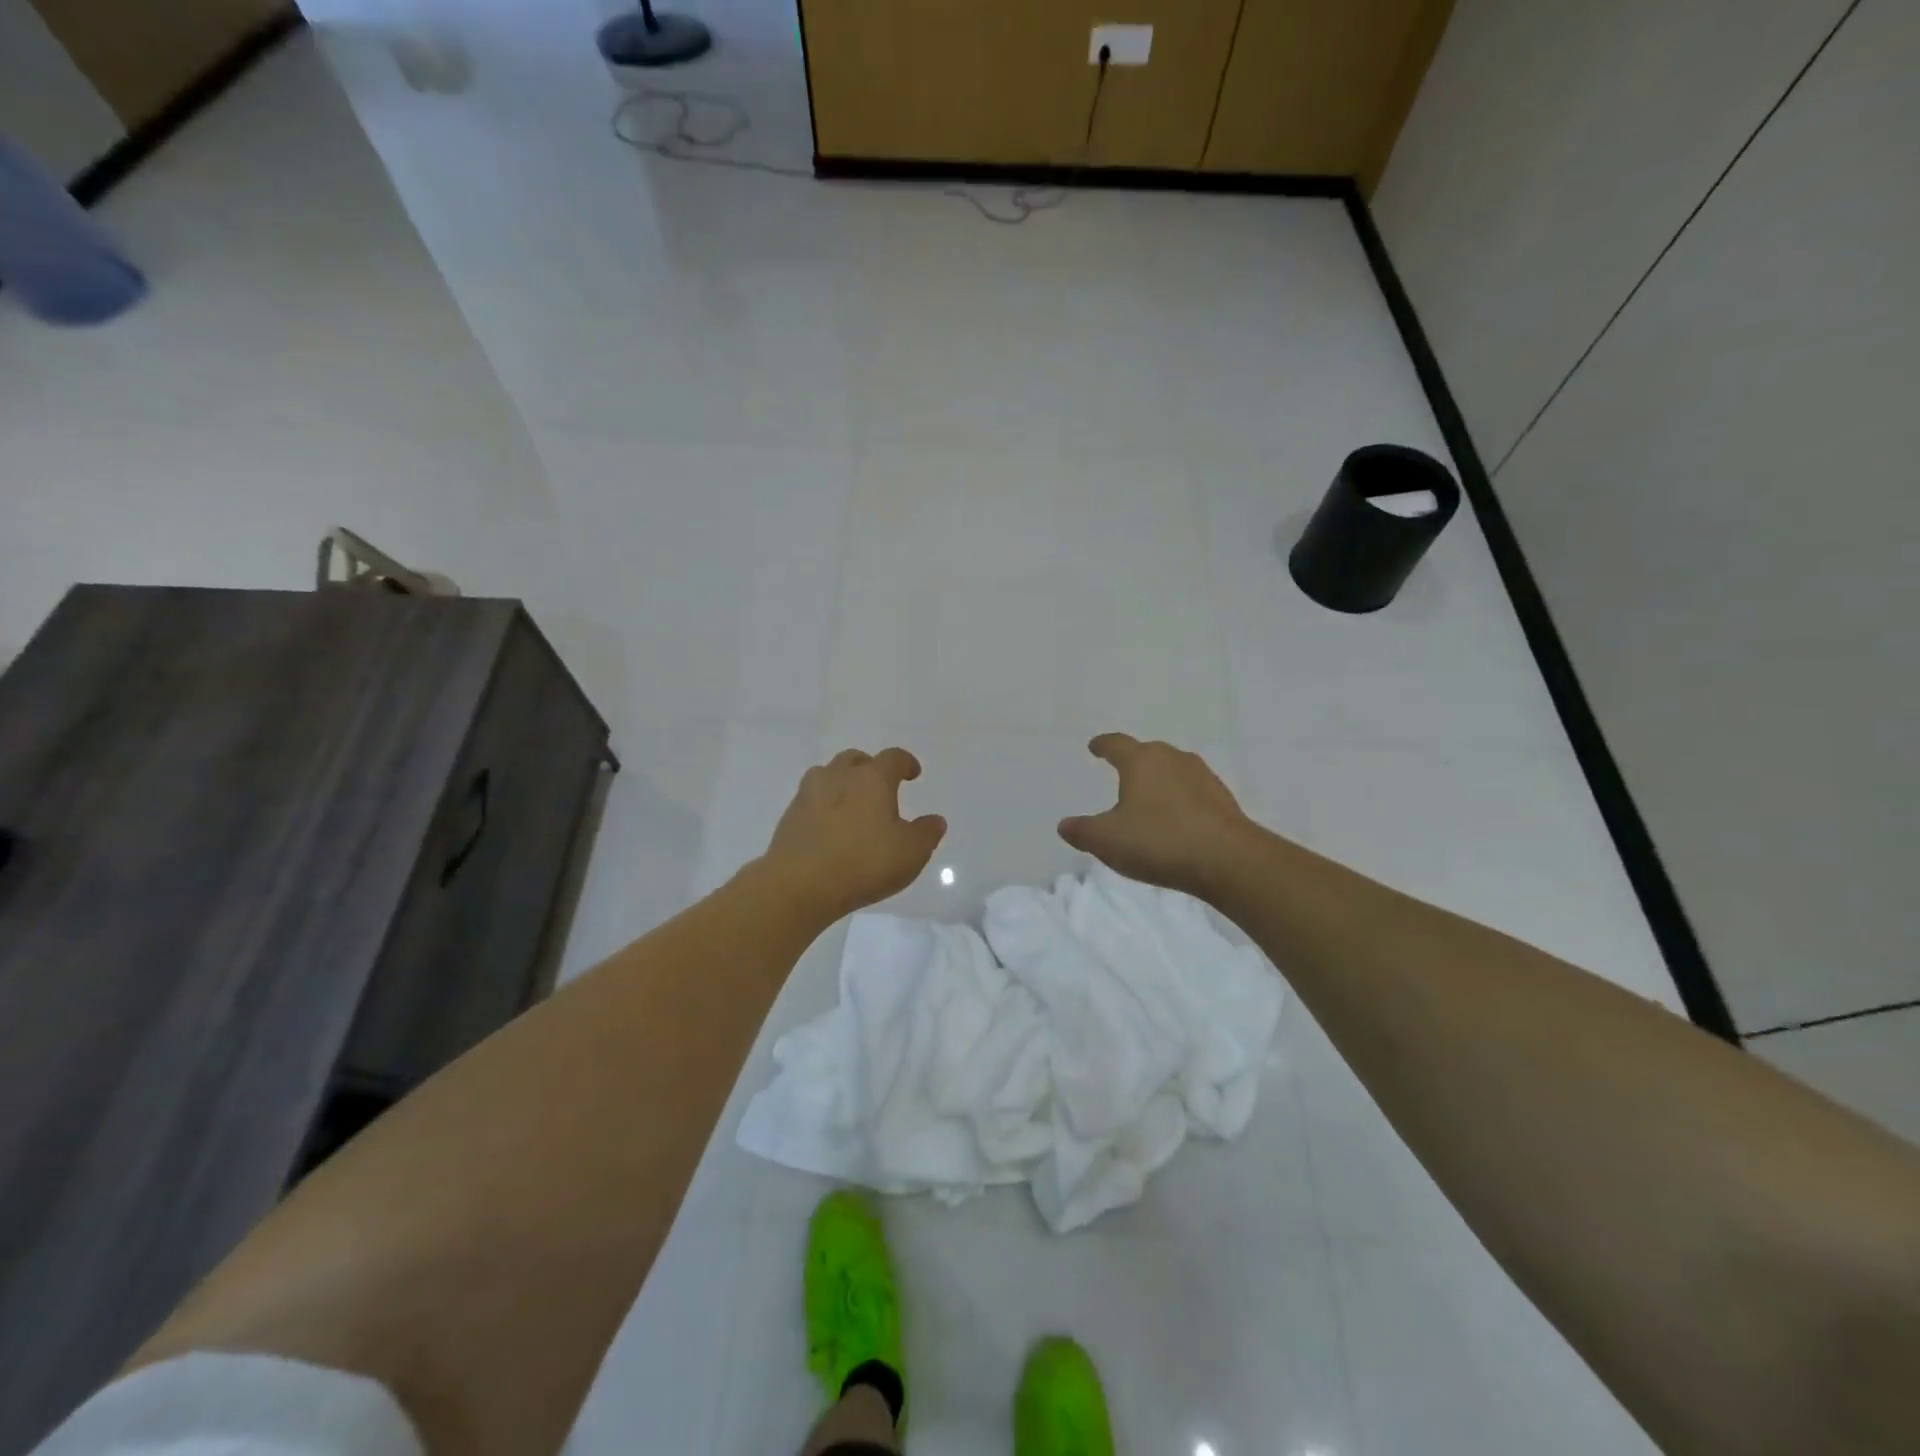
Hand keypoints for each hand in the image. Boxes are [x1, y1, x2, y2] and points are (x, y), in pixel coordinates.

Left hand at [761, 748, 946, 920]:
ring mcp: (809, 794)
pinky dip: (823, 806)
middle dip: (869, 768)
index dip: (906, 763)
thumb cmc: (864, 863)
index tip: (913, 773)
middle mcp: (839, 777)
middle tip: (880, 786)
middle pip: (855, 759)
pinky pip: (810, 800)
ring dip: (841, 782)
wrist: (799, 884)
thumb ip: (926, 833)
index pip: (893, 758)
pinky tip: (830, 828)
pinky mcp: (789, 817)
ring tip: (851, 803)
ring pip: (827, 775)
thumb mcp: (911, 853)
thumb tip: (935, 820)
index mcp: (872, 779)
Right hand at [1058, 733, 1254, 898]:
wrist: (1227, 860)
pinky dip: (1180, 801)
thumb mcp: (1107, 841)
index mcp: (1142, 761)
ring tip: (1149, 799)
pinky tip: (1177, 821)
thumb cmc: (1159, 841)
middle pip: (1149, 753)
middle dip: (1134, 762)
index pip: (1117, 744)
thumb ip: (1082, 831)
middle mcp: (1173, 760)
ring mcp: (1203, 778)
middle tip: (1122, 773)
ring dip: (1160, 781)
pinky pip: (1193, 793)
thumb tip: (1064, 825)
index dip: (1103, 745)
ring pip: (1174, 771)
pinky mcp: (1223, 800)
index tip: (1095, 747)